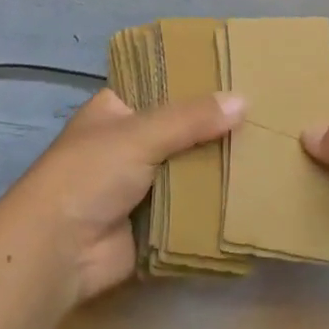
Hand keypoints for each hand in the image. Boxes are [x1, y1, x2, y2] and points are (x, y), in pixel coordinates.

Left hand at [0, 88, 244, 306]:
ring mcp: (141, 185)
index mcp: (116, 111)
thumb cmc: (89, 174)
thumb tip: (243, 100)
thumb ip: (191, 119)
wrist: (59, 250)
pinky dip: (214, 204)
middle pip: (180, 131)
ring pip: (188, 169)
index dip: (195, 84)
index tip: (239, 78)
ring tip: (269, 152)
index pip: (161, 88)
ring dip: (218, 168)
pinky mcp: (153, 222)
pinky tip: (253, 193)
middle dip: (214, 130)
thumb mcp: (139, 134)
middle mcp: (128, 144)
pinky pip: (191, 207)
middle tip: (265, 118)